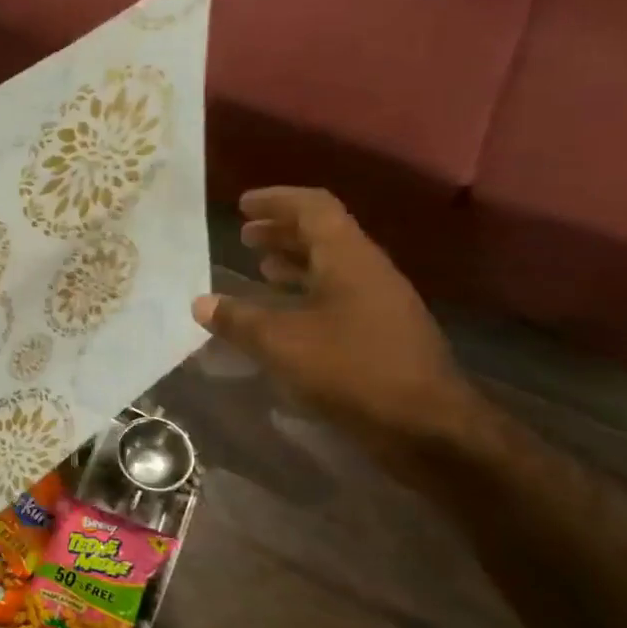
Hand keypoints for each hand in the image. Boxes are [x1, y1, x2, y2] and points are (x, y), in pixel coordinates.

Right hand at [193, 188, 478, 456]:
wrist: (425, 426)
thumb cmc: (351, 370)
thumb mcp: (281, 343)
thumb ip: (238, 320)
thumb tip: (200, 303)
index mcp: (348, 259)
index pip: (313, 208)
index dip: (277, 201)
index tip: (243, 205)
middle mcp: (367, 272)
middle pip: (324, 235)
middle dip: (282, 231)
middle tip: (245, 235)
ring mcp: (379, 304)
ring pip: (331, 267)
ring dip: (294, 262)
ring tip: (260, 268)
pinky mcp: (380, 334)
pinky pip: (337, 297)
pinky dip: (305, 294)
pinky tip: (283, 316)